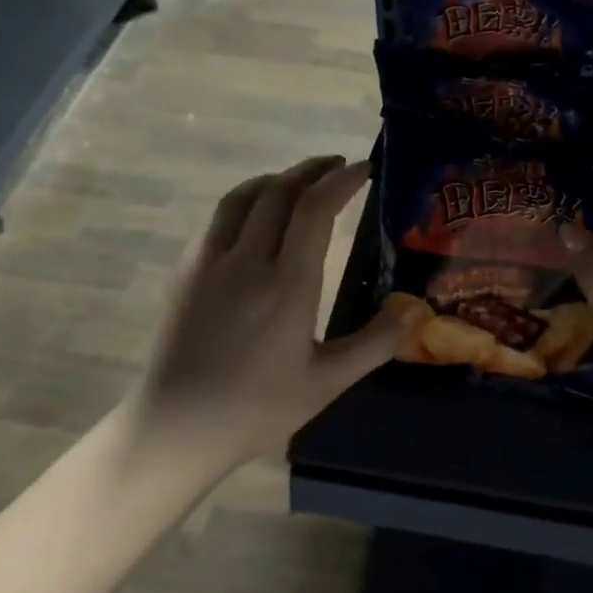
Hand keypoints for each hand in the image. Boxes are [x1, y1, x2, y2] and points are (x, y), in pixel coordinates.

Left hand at [131, 156, 397, 472]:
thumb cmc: (257, 409)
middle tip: (336, 166)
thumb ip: (374, 343)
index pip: (315, 210)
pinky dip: (245, 202)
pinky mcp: (184, 272)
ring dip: (276, 179)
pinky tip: (255, 219)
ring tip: (298, 181)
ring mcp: (208, 262)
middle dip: (311, 170)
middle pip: (279, 191)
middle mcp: (247, 261)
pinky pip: (218, 220)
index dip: (341, 181)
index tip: (363, 169)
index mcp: (287, 285)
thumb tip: (415, 311)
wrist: (177, 427)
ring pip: (243, 197)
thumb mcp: (327, 383)